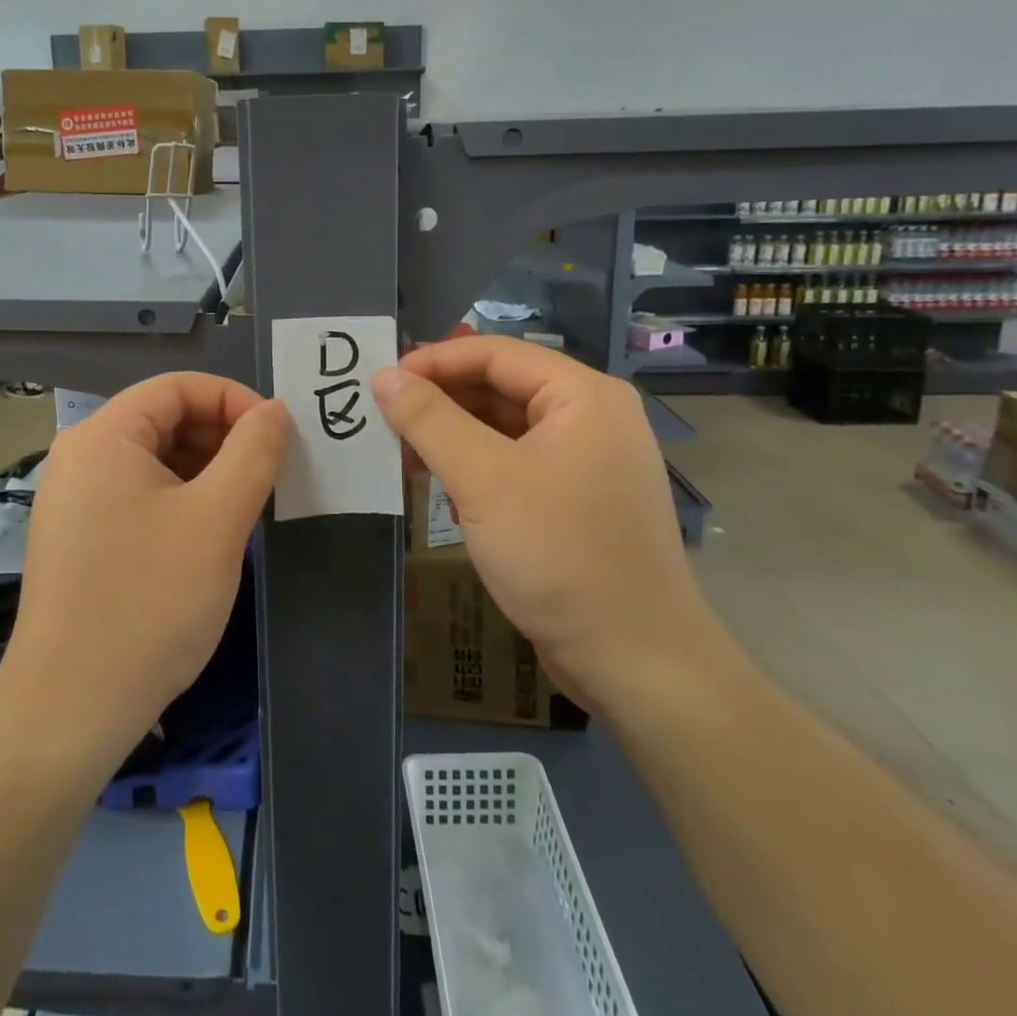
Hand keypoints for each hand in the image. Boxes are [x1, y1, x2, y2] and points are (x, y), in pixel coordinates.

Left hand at [0, 373, 290, 773]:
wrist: (68, 711)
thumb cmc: (149, 602)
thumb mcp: (217, 519)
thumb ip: (254, 452)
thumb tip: (275, 412)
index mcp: (104, 436)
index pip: (178, 387)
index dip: (234, 401)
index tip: (276, 438)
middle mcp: (79, 457)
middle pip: (164, 420)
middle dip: (221, 439)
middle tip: (267, 478)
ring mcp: (72, 501)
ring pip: (154, 461)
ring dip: (205, 473)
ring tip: (243, 510)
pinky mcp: (77, 539)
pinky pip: (137, 496)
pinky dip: (179, 502)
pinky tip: (206, 539)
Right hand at [372, 337, 723, 714]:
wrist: (635, 661)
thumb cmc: (559, 555)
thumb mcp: (482, 480)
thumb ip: (429, 420)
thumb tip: (384, 375)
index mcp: (583, 395)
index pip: (495, 353)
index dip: (433, 361)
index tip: (381, 381)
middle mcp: (591, 417)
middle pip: (501, 386)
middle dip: (441, 400)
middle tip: (384, 417)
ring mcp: (588, 460)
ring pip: (505, 427)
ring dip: (453, 435)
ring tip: (401, 452)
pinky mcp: (577, 499)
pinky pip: (516, 463)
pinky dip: (475, 466)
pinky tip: (439, 484)